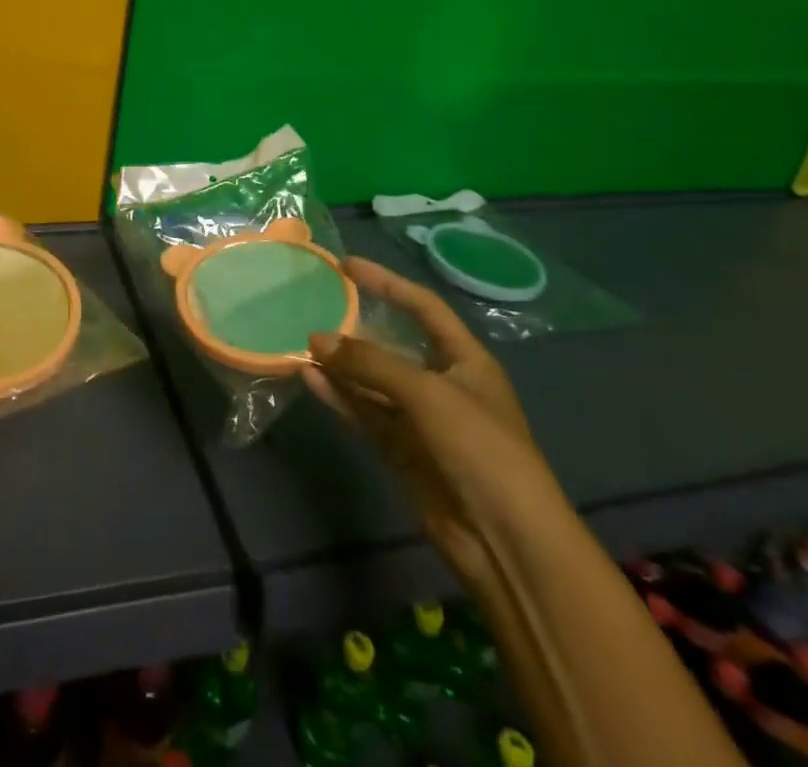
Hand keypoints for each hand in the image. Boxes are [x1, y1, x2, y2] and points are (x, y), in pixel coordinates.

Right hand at [304, 257, 558, 575]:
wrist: (506, 541)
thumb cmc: (479, 448)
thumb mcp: (427, 394)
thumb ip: (370, 363)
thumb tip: (315, 338)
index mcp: (465, 360)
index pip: (423, 307)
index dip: (387, 283)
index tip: (346, 266)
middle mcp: (443, 384)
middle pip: (393, 345)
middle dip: (356, 329)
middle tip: (314, 308)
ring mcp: (421, 420)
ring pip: (373, 382)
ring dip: (341, 365)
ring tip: (302, 344)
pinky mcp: (402, 451)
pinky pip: (365, 413)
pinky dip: (339, 397)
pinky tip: (309, 380)